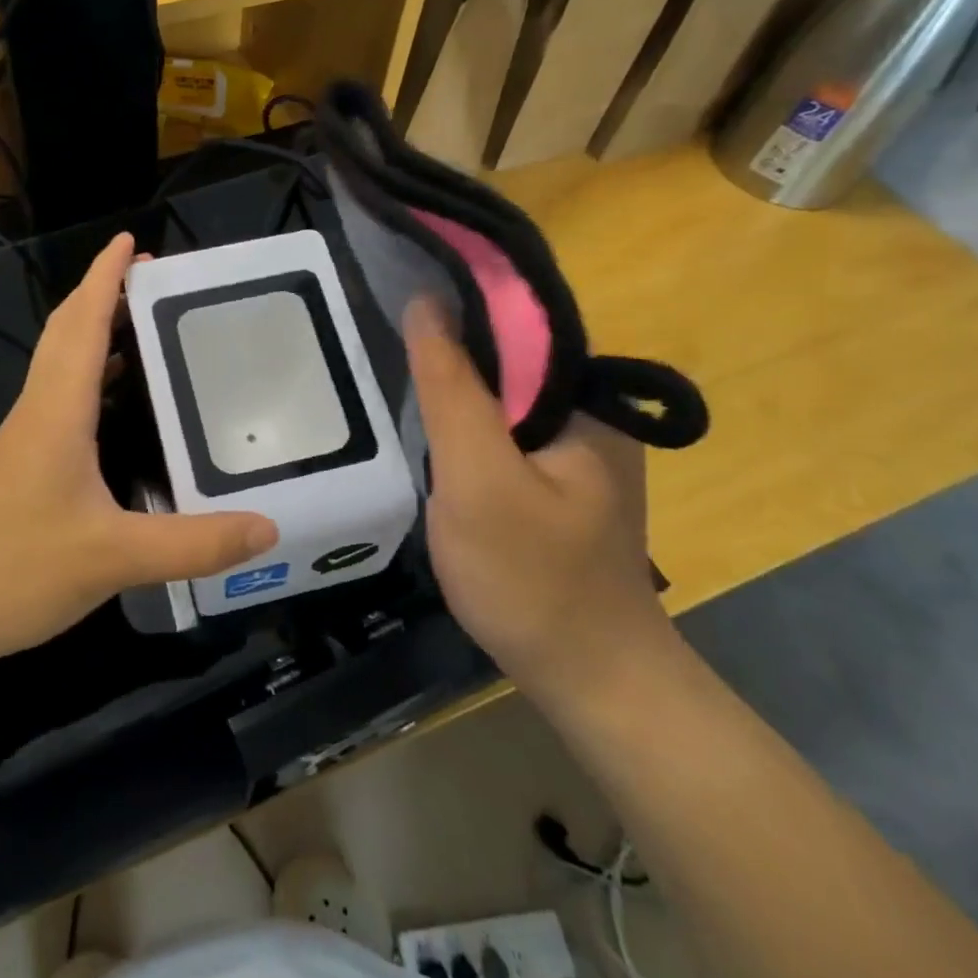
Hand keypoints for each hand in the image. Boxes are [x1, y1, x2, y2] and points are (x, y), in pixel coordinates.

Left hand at [0, 232, 277, 676]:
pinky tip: (112, 406)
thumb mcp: (115, 558)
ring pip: (58, 366)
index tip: (130, 242)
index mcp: (57, 411)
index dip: (104, 278)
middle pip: (66, 334)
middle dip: (102, 295)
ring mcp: (23, 439)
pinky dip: (86, 379)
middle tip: (149, 278)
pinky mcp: (20, 466)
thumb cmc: (16, 570)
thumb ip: (194, 545)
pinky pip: (58, 400)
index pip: (82, 324)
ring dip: (92, 334)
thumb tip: (268, 529)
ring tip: (140, 327)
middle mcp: (37, 412)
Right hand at [404, 299, 668, 701]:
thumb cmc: (532, 578)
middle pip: (509, 354)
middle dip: (450, 346)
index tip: (399, 296)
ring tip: (398, 374)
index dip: (456, 301)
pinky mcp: (556, 477)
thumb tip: (426, 304)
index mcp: (586, 397)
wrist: (591, 681)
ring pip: (502, 392)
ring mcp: (575, 446)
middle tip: (386, 344)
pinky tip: (432, 432)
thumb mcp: (478, 478)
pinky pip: (504, 427)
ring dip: (454, 384)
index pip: (517, 320)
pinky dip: (465, 421)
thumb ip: (452, 389)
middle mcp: (590, 410)